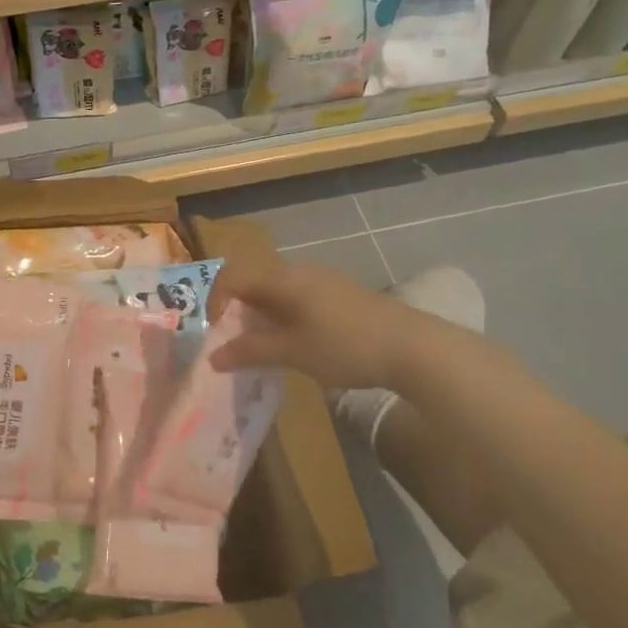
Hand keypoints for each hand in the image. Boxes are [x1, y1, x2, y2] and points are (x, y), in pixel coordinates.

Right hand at [207, 261, 425, 392]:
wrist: (414, 347)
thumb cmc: (346, 346)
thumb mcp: (293, 352)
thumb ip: (250, 351)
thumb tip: (213, 356)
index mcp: (283, 279)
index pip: (232, 276)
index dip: (215, 302)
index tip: (216, 335)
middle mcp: (299, 271)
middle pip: (254, 281)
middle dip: (238, 311)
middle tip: (238, 345)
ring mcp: (323, 280)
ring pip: (277, 291)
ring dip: (262, 316)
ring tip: (266, 349)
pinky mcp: (341, 294)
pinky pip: (298, 298)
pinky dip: (285, 317)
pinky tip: (299, 344)